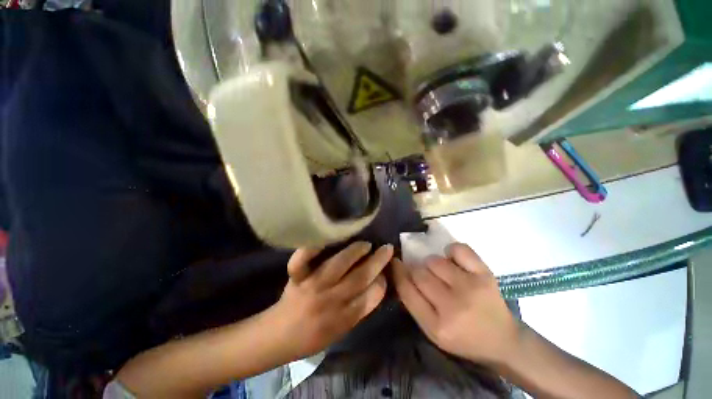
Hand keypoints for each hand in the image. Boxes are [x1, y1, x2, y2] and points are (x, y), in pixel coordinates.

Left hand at [273, 242, 393, 359]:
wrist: (279, 336)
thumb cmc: (312, 336)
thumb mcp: (341, 331)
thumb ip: (358, 309)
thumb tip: (376, 283)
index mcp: (342, 319)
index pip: (371, 297)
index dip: (381, 282)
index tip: (386, 272)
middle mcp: (330, 301)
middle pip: (360, 277)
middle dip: (377, 261)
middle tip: (387, 249)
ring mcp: (312, 286)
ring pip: (339, 264)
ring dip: (356, 251)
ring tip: (365, 244)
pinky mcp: (297, 277)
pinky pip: (302, 261)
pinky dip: (311, 248)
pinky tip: (325, 237)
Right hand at [393, 243, 518, 364]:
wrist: (503, 341)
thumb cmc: (463, 338)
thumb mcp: (432, 330)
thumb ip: (413, 302)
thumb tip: (400, 269)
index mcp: (437, 326)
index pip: (406, 290)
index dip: (398, 272)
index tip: (395, 262)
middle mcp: (453, 307)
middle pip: (419, 273)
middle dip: (418, 272)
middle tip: (427, 278)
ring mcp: (471, 288)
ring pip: (434, 260)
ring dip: (433, 264)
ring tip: (443, 275)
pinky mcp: (486, 274)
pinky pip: (458, 249)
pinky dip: (452, 251)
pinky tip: (455, 262)